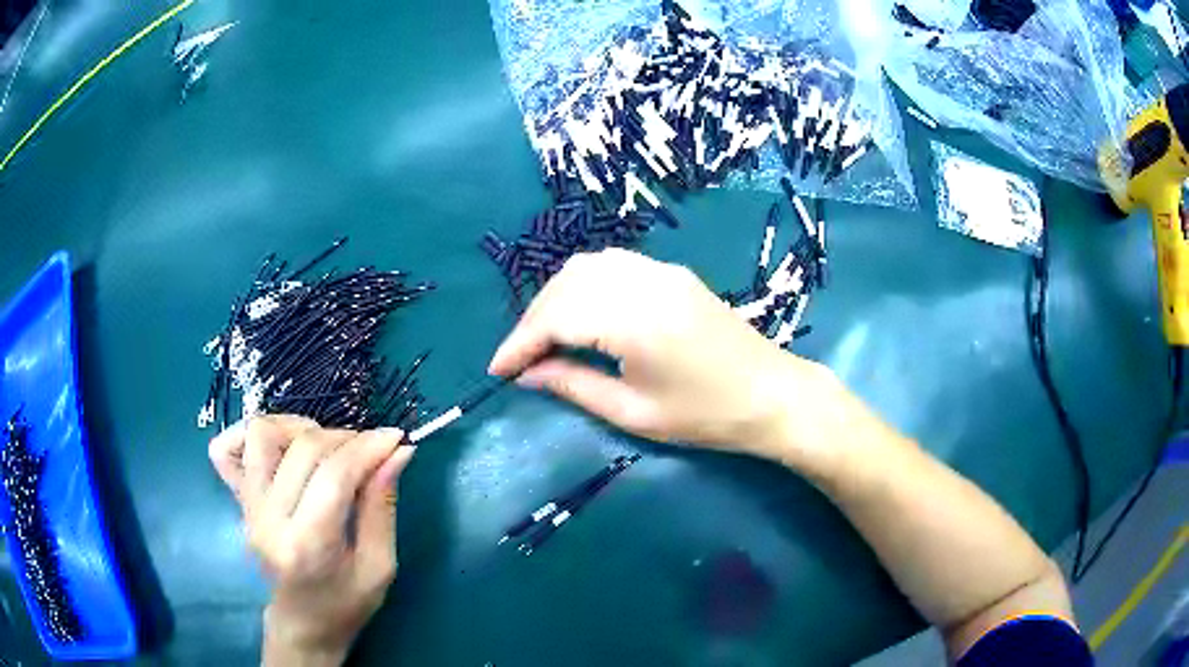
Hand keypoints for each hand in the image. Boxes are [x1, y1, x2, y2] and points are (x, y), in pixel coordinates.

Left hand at [209, 417, 414, 665]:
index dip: (368, 447)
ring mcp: (248, 507)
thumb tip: (398, 453)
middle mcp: (269, 520)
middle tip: (371, 450)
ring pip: (261, 434)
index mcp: (308, 546)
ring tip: (326, 447)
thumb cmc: (346, 605)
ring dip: (299, 428)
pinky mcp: (238, 500)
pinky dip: (250, 435)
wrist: (302, 625)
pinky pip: (225, 450)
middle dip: (346, 438)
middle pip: (303, 448)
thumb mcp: (380, 566)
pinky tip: (281, 446)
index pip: (334, 475)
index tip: (396, 438)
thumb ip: (383, 506)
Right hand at [489, 249, 839, 464]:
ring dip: (555, 298)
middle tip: (520, 359)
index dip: (520, 342)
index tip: (499, 370)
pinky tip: (579, 314)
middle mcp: (644, 282)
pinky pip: (612, 265)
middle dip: (533, 319)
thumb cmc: (706, 416)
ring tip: (544, 339)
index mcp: (635, 320)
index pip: (557, 317)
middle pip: (566, 285)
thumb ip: (574, 386)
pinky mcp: (671, 273)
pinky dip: (583, 285)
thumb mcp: (634, 412)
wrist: (771, 394)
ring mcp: (661, 271)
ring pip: (586, 268)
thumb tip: (528, 374)